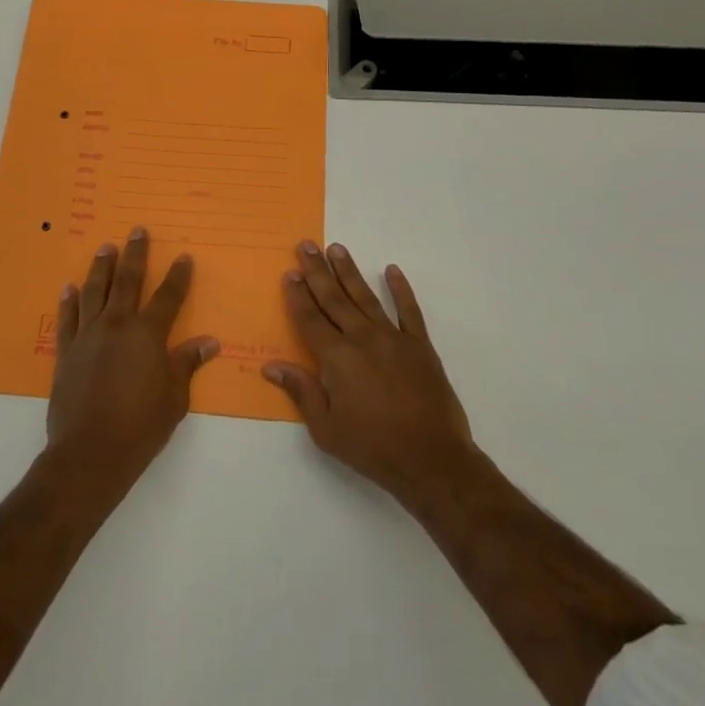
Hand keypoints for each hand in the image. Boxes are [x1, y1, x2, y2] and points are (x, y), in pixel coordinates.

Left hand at [47, 228, 219, 487]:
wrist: (90, 451)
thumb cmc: (141, 426)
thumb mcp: (174, 398)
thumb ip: (187, 364)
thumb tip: (209, 342)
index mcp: (148, 335)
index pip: (168, 297)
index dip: (177, 276)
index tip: (183, 256)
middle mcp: (117, 325)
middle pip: (128, 281)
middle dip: (135, 255)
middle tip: (137, 230)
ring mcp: (88, 336)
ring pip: (94, 291)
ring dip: (100, 267)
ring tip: (105, 247)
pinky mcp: (66, 351)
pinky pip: (67, 319)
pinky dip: (68, 301)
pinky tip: (68, 288)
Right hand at [263, 242, 473, 504]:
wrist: (432, 460)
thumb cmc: (373, 447)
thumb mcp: (326, 429)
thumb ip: (301, 392)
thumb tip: (272, 366)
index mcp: (337, 358)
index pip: (310, 318)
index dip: (298, 295)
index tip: (289, 273)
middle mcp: (363, 339)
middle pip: (334, 299)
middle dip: (317, 271)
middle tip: (307, 246)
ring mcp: (394, 339)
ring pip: (366, 297)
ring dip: (349, 272)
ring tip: (336, 248)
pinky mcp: (420, 347)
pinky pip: (409, 311)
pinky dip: (401, 289)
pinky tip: (392, 270)